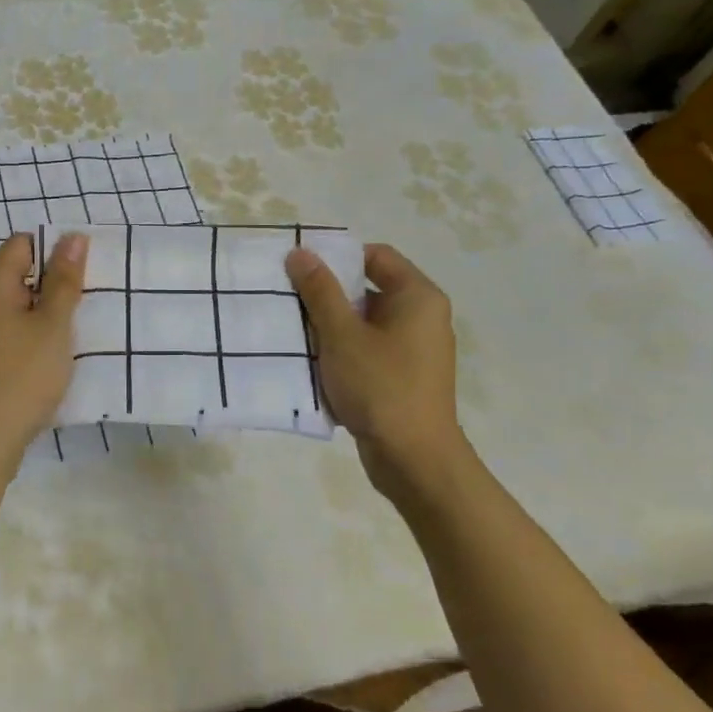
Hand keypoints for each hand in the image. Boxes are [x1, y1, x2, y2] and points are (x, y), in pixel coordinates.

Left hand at [0, 232, 87, 470]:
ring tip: (69, 339)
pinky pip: (4, 334)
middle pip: (17, 275)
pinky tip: (45, 363)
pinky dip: (26, 340)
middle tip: (82, 312)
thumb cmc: (20, 378)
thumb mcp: (52, 326)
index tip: (83, 281)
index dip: (56, 254)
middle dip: (52, 288)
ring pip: (12, 308)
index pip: (24, 243)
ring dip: (41, 317)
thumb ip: (63, 280)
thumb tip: (72, 236)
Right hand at [285, 242, 462, 498]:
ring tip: (294, 333)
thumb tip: (301, 253)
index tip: (301, 270)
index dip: (338, 257)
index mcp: (418, 297)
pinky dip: (343, 353)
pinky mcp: (404, 378)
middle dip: (329, 296)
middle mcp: (422, 317)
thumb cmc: (380, 386)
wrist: (413, 459)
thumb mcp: (342, 335)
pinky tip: (314, 365)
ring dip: (332, 328)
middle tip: (290, 301)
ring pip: (365, 324)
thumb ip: (320, 291)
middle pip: (369, 290)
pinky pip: (369, 352)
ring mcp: (415, 350)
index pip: (376, 256)